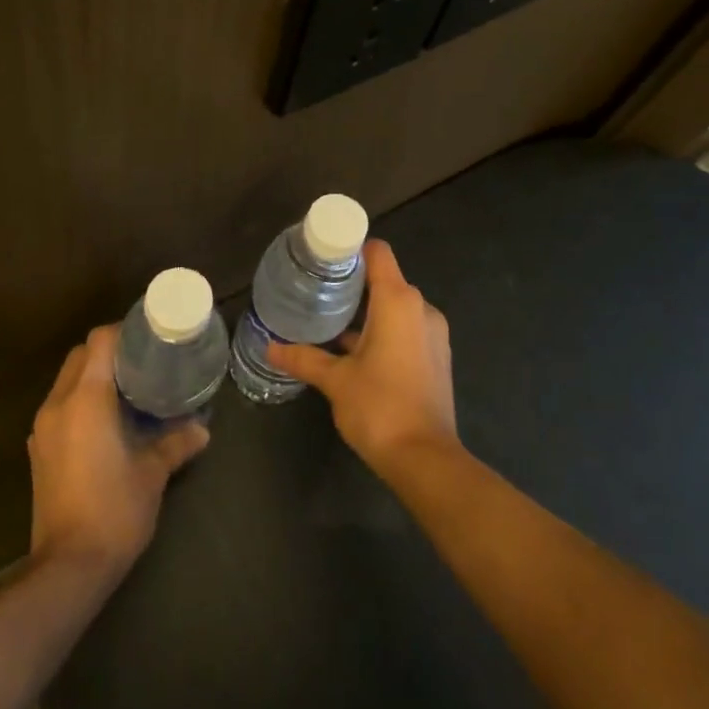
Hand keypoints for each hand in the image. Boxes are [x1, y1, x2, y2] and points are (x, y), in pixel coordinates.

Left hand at [28, 325, 209, 578]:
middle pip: (79, 356)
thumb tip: (202, 428)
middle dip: (109, 351)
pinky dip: (81, 400)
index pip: (99, 342)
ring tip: (130, 388)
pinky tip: (108, 421)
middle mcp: (58, 405)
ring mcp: (43, 429)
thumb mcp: (152, 473)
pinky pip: (60, 406)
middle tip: (144, 361)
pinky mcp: (39, 451)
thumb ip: (177, 443)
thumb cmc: (114, 510)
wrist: (68, 567)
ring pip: (66, 381)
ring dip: (93, 376)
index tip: (150, 337)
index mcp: (86, 400)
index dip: (124, 332)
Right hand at [267, 240, 457, 477]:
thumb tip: (271, 347)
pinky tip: (356, 352)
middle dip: (354, 284)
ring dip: (368, 312)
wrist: (425, 458)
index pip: (378, 253)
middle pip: (386, 279)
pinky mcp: (437, 357)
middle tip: (318, 293)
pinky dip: (385, 331)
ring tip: (331, 323)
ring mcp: (433, 334)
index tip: (324, 260)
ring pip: (396, 307)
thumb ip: (304, 358)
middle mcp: (421, 309)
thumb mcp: (335, 380)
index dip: (352, 250)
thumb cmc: (379, 407)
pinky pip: (407, 329)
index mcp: (398, 301)